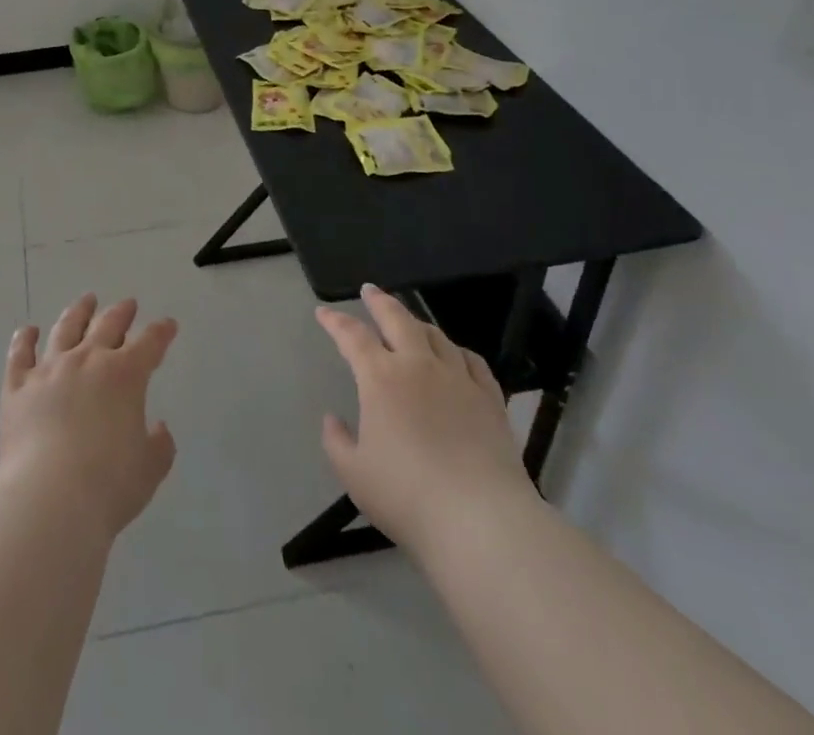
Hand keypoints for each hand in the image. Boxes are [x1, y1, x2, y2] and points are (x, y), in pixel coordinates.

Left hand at [0, 294, 178, 538]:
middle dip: (122, 313)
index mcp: (125, 375)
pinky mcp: (17, 386)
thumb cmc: (108, 485)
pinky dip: (24, 339)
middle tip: (128, 304)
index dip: (162, 332)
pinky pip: (20, 354)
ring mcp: (49, 369)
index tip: (168, 325)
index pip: (150, 343)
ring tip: (86, 301)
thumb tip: (158, 428)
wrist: (48, 498)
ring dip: (78, 312)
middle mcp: (87, 360)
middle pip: (107, 325)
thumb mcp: (149, 469)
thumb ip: (160, 445)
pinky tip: (28, 331)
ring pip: (65, 329)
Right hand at [316, 285, 535, 553]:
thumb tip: (333, 420)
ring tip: (409, 321)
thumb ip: (337, 442)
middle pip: (397, 318)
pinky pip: (472, 361)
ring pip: (435, 335)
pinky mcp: (490, 399)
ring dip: (417, 322)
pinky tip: (455, 354)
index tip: (323, 313)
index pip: (352, 336)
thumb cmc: (407, 496)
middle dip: (379, 301)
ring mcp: (458, 379)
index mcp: (380, 377)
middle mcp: (418, 366)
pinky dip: (457, 350)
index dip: (335, 321)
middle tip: (369, 291)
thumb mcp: (354, 474)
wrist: (482, 522)